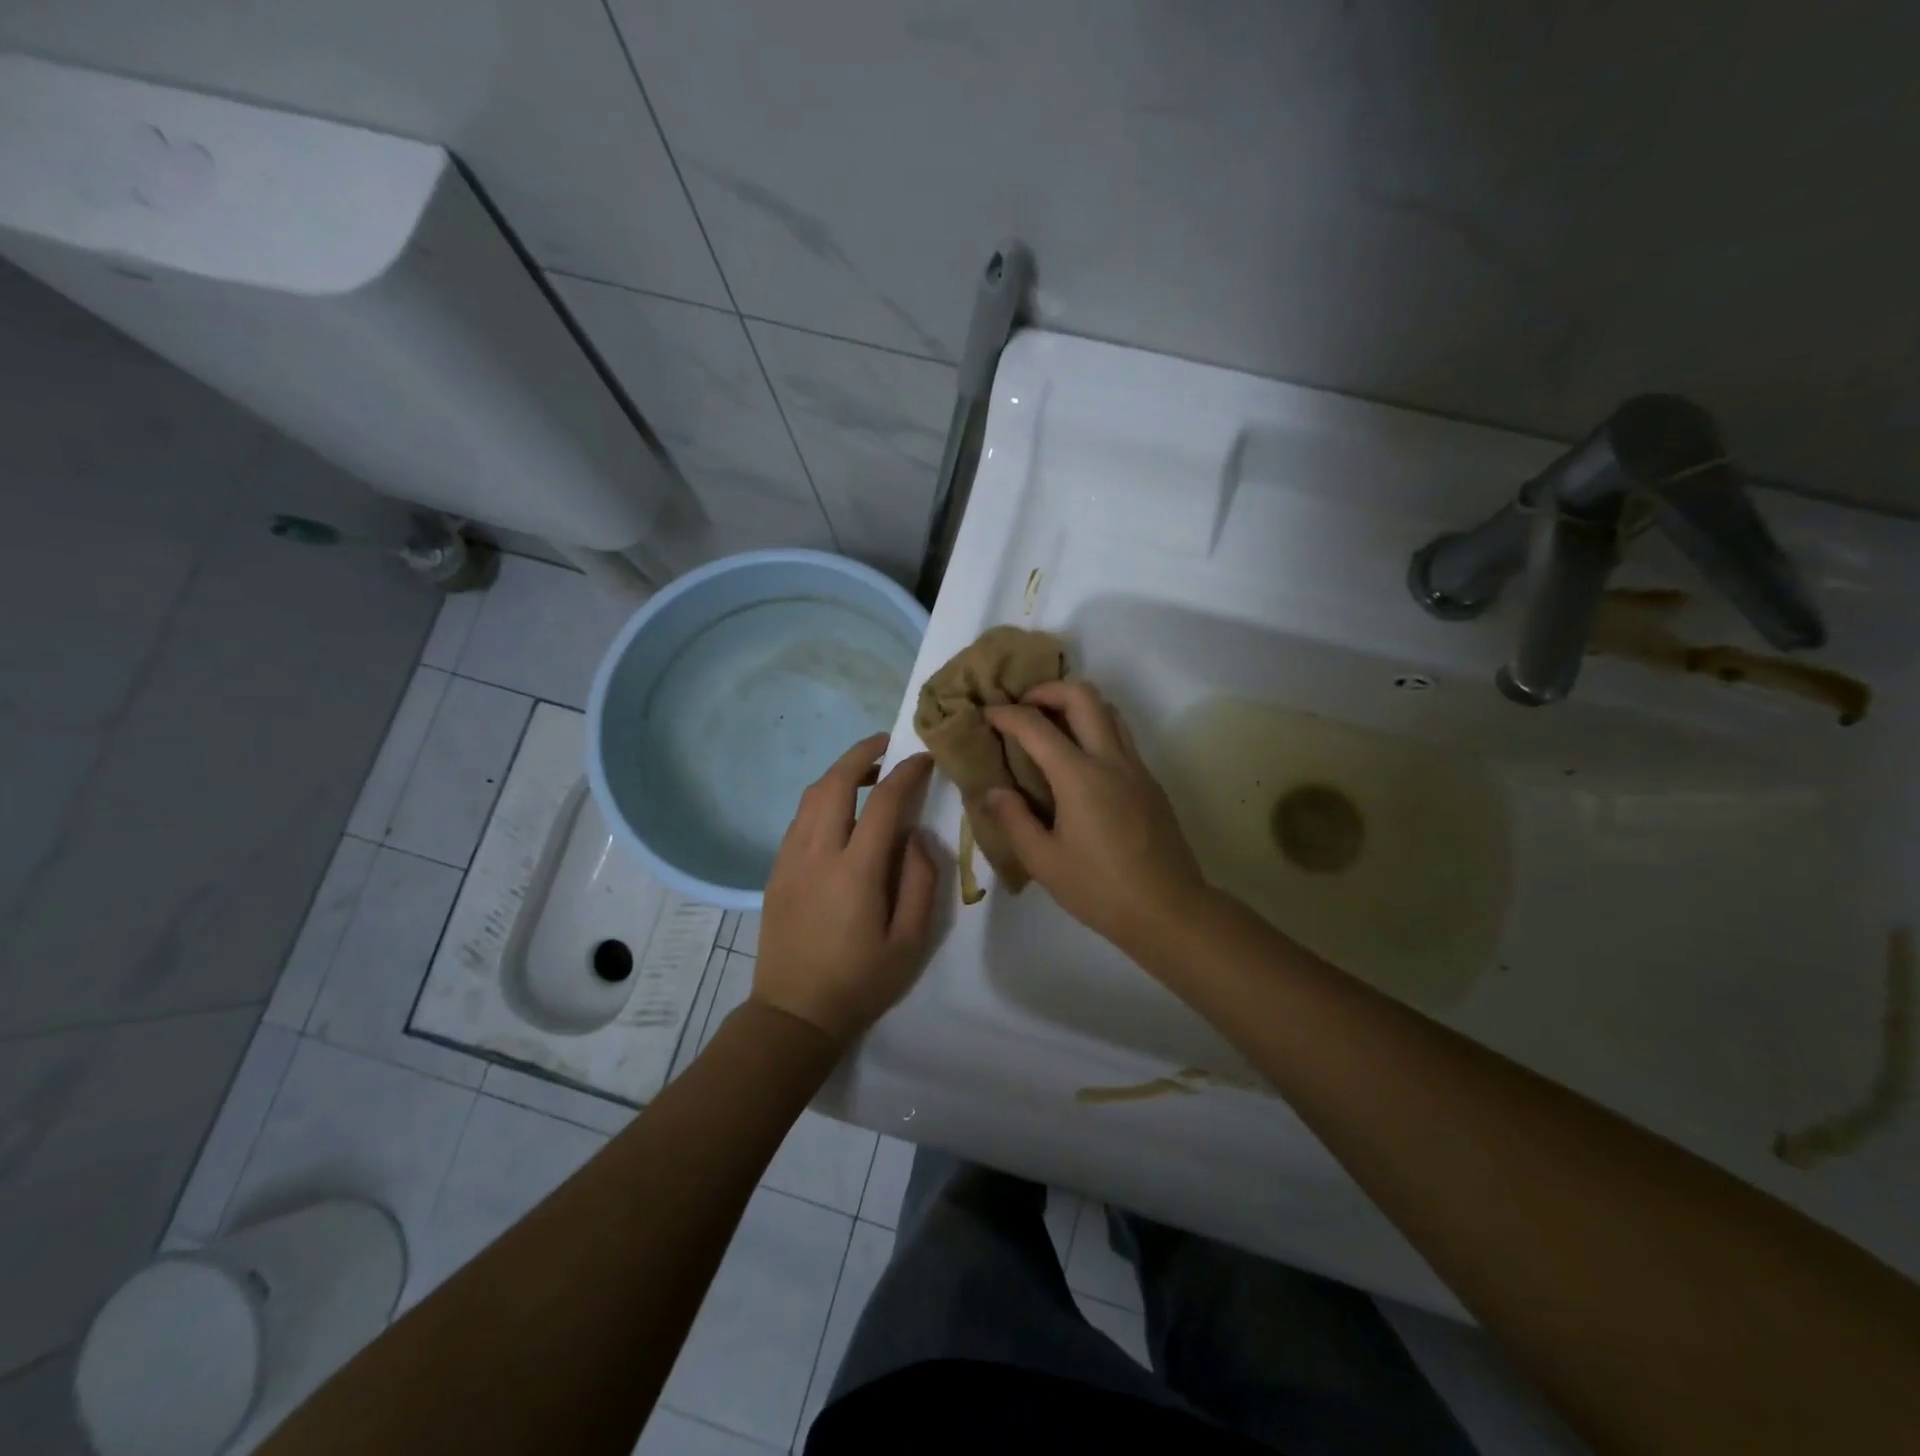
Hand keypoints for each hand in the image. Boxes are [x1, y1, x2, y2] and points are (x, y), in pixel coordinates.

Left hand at [752, 734, 937, 1044]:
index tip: (924, 759)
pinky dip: (822, 798)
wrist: (794, 1014)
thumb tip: (915, 836)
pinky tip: (840, 810)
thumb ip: (920, 882)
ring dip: (840, 773)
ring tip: (868, 772)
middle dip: (862, 753)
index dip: (906, 773)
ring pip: (811, 796)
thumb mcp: (911, 941)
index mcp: (855, 872)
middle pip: (835, 784)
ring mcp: (789, 860)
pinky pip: (799, 818)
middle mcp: (816, 854)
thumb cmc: (861, 982)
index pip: (883, 803)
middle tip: (888, 744)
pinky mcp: (776, 870)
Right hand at [983, 682, 1210, 956]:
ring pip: (1109, 710)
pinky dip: (1095, 729)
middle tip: (1023, 709)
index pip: (1036, 726)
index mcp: (1080, 777)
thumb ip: (1014, 820)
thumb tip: (994, 791)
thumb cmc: (1101, 890)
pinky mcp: (1150, 782)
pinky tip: (1078, 764)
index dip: (1006, 714)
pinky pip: (1121, 737)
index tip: (987, 715)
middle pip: (1083, 695)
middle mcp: (1111, 760)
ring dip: (1076, 705)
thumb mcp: (1044, 862)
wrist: (1170, 911)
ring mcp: (1136, 768)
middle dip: (1047, 690)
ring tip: (1050, 729)